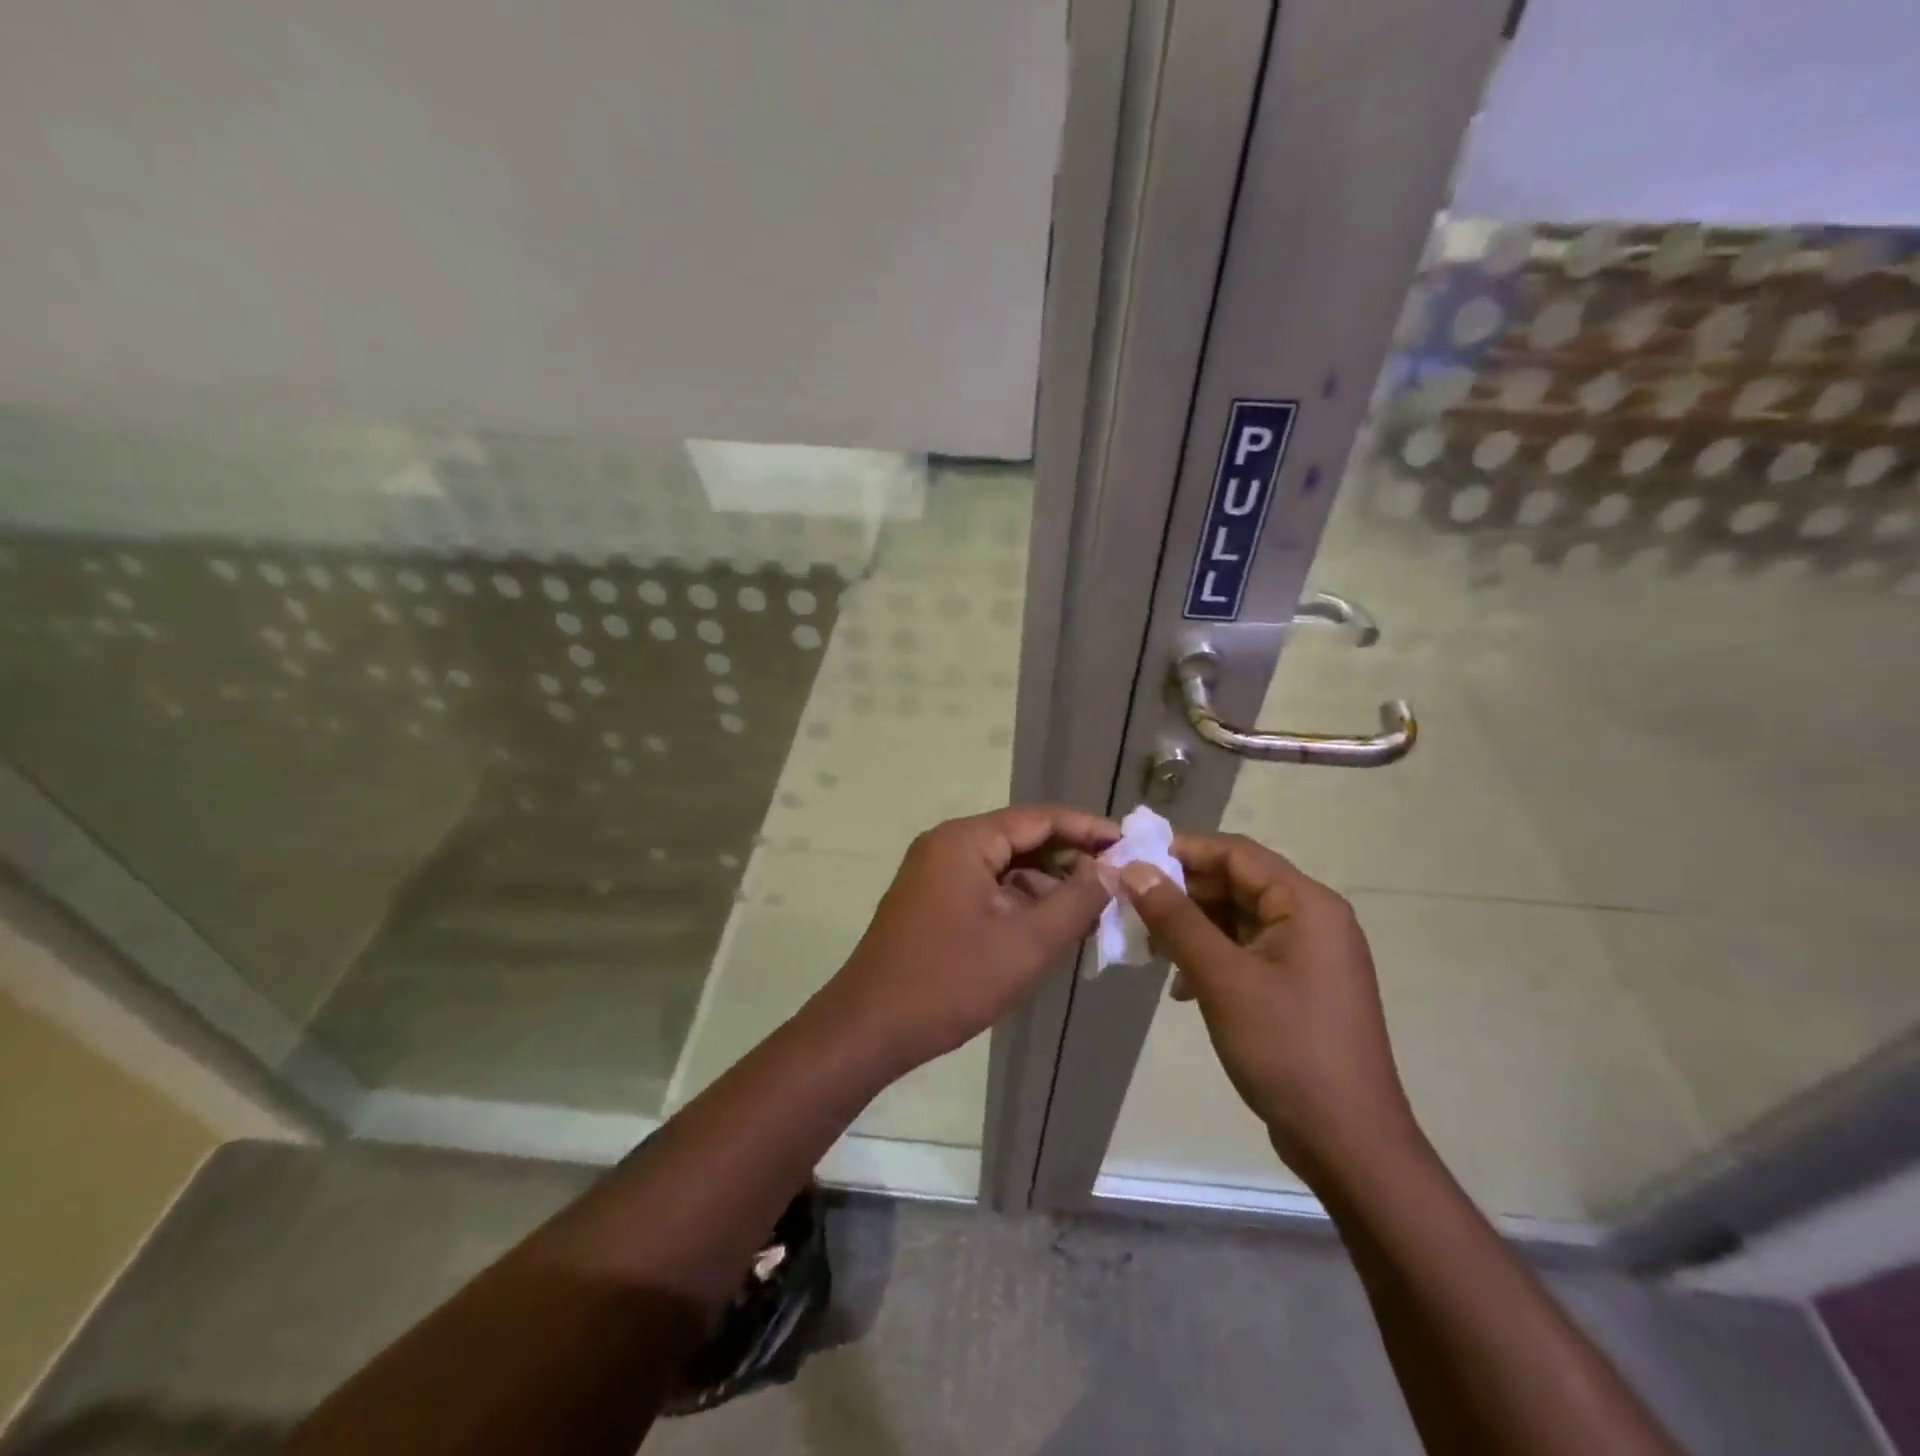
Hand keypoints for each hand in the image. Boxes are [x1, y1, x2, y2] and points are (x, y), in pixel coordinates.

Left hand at [820, 806, 1118, 1070]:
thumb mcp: (1025, 943)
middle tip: (1119, 882)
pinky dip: (1019, 902)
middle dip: (1070, 860)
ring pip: (1005, 867)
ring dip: (1046, 885)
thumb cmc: (950, 981)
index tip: (1132, 846)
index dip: (1089, 830)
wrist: (869, 1028)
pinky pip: (986, 888)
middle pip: (1022, 839)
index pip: (1040, 818)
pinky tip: (1049, 928)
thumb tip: (1112, 868)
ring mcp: (935, 874)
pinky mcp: (931, 901)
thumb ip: (1075, 901)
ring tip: (1092, 911)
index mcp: (965, 840)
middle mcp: (947, 845)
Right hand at [1118, 834, 1419, 1180]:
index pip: (1236, 853)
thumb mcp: (1223, 979)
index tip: (1131, 861)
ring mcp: (1308, 955)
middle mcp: (1313, 919)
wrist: (1349, 1144)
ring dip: (1192, 928)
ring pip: (1238, 919)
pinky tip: (1181, 986)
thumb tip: (1133, 869)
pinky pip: (1247, 952)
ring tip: (1149, 948)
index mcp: (1306, 904)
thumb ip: (1176, 919)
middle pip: (1236, 884)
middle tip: (1131, 908)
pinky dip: (1211, 957)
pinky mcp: (1299, 986)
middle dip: (1182, 893)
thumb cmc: (1287, 1049)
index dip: (1182, 851)